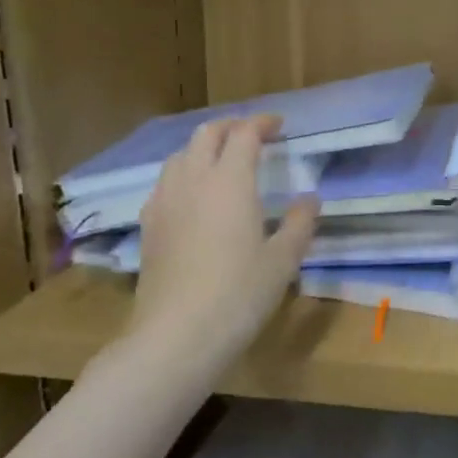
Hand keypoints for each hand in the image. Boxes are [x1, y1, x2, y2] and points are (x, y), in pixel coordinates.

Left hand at [128, 116, 318, 361]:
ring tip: (223, 160)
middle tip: (253, 134)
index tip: (279, 125)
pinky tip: (194, 196)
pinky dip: (185, 173)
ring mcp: (164, 201)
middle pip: (206, 134)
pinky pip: (166, 182)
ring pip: (181, 155)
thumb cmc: (239, 294)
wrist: (177, 334)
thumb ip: (299, 223)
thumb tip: (309, 199)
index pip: (244, 134)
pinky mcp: (149, 225)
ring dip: (204, 147)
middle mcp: (193, 180)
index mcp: (230, 181)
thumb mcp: (283, 260)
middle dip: (231, 126)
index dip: (262, 123)